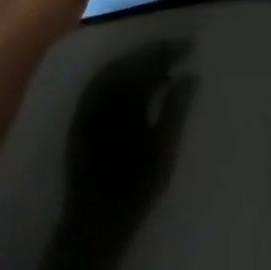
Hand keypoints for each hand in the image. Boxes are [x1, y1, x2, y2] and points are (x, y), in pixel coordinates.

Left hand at [58, 40, 197, 267]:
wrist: (92, 224)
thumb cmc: (134, 191)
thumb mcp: (163, 151)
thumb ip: (175, 109)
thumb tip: (189, 75)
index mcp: (119, 102)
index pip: (146, 64)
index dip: (169, 51)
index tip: (191, 45)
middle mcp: (98, 97)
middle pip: (127, 62)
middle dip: (153, 52)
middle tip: (179, 48)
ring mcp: (85, 106)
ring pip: (112, 70)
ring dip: (137, 61)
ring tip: (162, 62)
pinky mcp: (79, 118)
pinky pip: (101, 83)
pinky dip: (121, 74)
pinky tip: (137, 82)